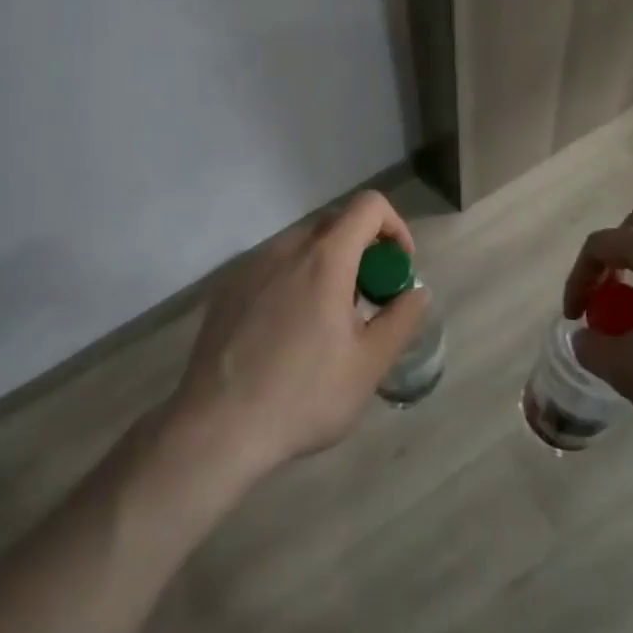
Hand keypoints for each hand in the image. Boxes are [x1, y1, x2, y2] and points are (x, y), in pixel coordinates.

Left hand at [170, 190, 429, 478]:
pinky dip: (294, 280)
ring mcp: (251, 265)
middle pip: (335, 223)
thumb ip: (401, 319)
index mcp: (325, 257)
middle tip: (367, 301)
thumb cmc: (303, 396)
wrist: (216, 427)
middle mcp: (286, 248)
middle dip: (362, 250)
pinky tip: (286, 332)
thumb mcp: (369, 365)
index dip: (394, 227)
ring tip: (327, 321)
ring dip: (327, 265)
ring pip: (302, 245)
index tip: (397, 269)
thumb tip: (416, 291)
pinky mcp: (227, 286)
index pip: (369, 205)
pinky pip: (272, 266)